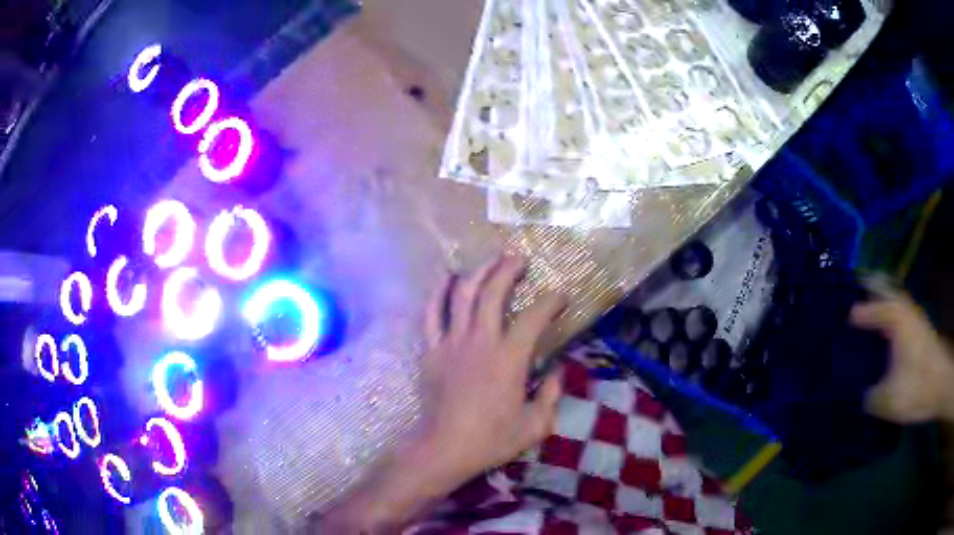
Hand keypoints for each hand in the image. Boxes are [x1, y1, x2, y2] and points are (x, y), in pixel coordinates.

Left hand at [317, 255, 564, 532]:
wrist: (444, 448)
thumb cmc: (491, 440)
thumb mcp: (535, 425)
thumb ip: (552, 395)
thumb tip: (558, 370)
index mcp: (509, 359)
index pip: (534, 318)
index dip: (551, 302)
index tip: (561, 295)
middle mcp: (480, 342)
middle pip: (493, 293)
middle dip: (508, 270)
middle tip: (519, 259)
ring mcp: (451, 344)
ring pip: (462, 296)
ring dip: (478, 272)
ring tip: (490, 260)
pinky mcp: (431, 351)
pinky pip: (432, 314)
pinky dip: (438, 293)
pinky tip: (446, 278)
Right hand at [851, 285, 953, 423]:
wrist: (941, 384)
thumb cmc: (916, 386)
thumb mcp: (888, 400)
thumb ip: (871, 397)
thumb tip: (863, 396)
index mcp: (896, 320)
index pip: (874, 307)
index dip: (860, 311)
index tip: (847, 317)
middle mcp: (906, 313)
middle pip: (887, 290)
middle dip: (873, 287)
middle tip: (859, 286)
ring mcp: (916, 321)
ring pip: (897, 301)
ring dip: (884, 299)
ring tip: (871, 305)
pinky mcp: (921, 333)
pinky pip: (903, 314)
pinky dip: (893, 313)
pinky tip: (888, 330)